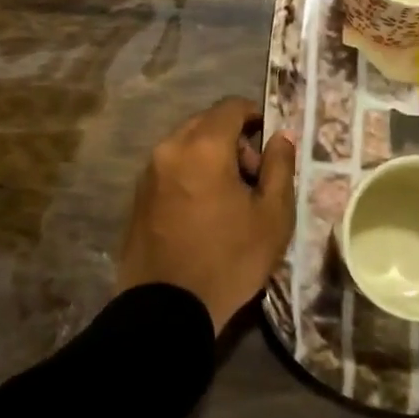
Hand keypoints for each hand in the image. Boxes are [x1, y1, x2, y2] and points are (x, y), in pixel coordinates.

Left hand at [118, 97, 297, 334]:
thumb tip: (281, 136)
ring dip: (210, 157)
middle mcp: (171, 148)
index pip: (231, 107)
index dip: (255, 116)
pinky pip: (170, 168)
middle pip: (206, 123)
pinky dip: (190, 174)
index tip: (269, 141)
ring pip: (186, 145)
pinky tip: (203, 211)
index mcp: (204, 146)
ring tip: (228, 199)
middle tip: (252, 177)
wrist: (166, 311)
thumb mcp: (272, 216)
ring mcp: (149, 172)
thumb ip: (279, 167)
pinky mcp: (137, 196)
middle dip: (233, 139)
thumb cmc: (228, 259)